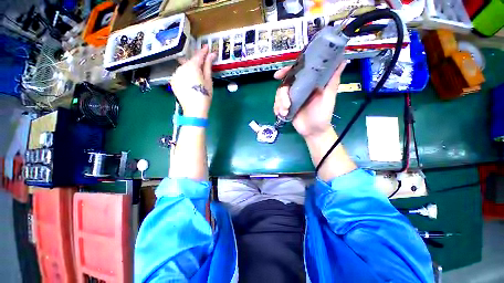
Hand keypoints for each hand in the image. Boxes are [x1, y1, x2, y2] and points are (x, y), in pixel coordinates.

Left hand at [170, 45, 215, 117]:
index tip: (208, 47)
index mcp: (192, 67)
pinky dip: (186, 74)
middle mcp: (181, 68)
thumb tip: (211, 54)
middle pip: (190, 61)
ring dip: (191, 68)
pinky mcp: (173, 81)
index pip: (198, 56)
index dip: (203, 52)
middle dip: (197, 61)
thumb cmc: (204, 96)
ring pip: (184, 67)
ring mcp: (175, 74)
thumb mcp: (208, 81)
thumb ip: (208, 66)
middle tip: (204, 61)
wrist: (194, 110)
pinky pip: (180, 74)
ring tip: (197, 75)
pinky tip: (191, 81)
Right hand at [273, 62, 345, 138]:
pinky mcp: (286, 108)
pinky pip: (277, 104)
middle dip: (282, 94)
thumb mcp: (329, 98)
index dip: (286, 71)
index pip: (296, 73)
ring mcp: (291, 99)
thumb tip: (343, 61)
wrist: (313, 131)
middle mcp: (298, 90)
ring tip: (286, 112)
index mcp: (308, 84)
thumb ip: (332, 81)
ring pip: (279, 95)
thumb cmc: (323, 115)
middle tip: (286, 105)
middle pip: (284, 85)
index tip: (278, 75)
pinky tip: (281, 114)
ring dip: (280, 104)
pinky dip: (277, 108)